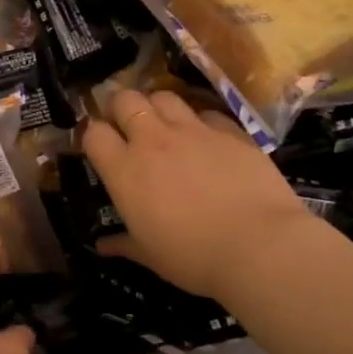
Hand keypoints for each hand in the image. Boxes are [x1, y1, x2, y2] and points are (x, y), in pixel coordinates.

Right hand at [82, 88, 313, 302]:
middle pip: (125, 99)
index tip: (99, 147)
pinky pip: (206, 113)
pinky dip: (200, 122)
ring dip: (158, 107)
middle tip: (127, 126)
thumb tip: (102, 245)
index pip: (93, 133)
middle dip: (120, 107)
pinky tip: (207, 141)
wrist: (259, 246)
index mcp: (125, 171)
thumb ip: (123, 243)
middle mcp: (153, 141)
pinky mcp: (230, 130)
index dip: (92, 135)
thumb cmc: (193, 257)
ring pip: (164, 96)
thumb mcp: (150, 256)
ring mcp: (194, 130)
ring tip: (164, 126)